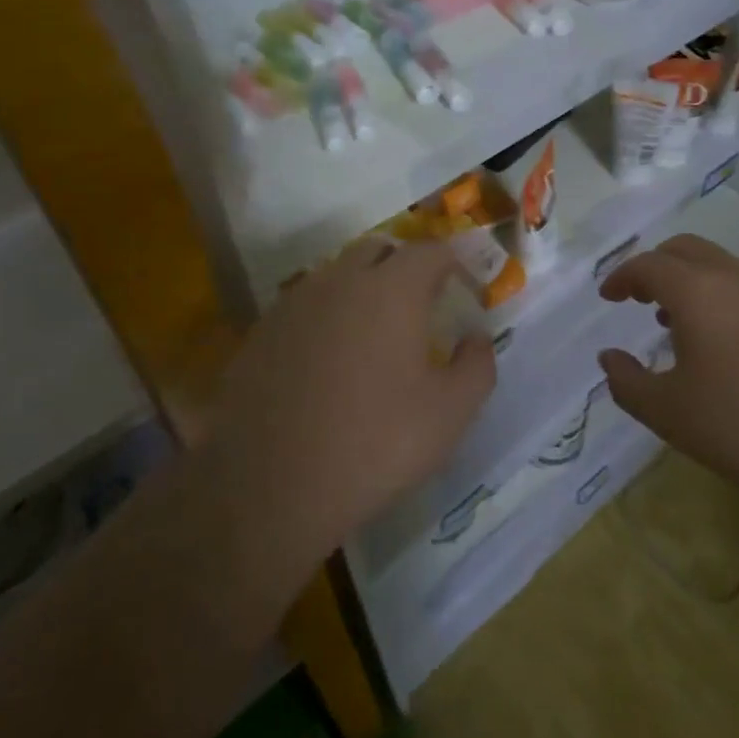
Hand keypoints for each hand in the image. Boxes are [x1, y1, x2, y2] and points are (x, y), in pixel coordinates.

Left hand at [203, 239, 495, 560]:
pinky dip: (326, 318)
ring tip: (373, 336)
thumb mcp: (449, 414)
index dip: (454, 265)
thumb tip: (476, 338)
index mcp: (392, 289)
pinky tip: (328, 362)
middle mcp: (341, 281)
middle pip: (379, 251)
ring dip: (362, 290)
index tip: (464, 292)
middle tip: (420, 307)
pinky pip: (305, 307)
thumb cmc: (375, 444)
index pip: (431, 251)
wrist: (269, 486)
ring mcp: (295, 303)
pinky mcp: (261, 332)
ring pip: (337, 276)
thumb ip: (477, 366)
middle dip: (405, 268)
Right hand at [597, 235, 738, 499]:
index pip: (648, 265)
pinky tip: (725, 346)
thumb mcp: (668, 413)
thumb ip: (627, 382)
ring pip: (721, 267)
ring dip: (691, 282)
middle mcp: (735, 279)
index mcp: (697, 292)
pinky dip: (722, 299)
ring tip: (676, 324)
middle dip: (656, 265)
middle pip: (686, 249)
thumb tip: (609, 358)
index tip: (608, 296)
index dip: (621, 277)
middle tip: (639, 297)